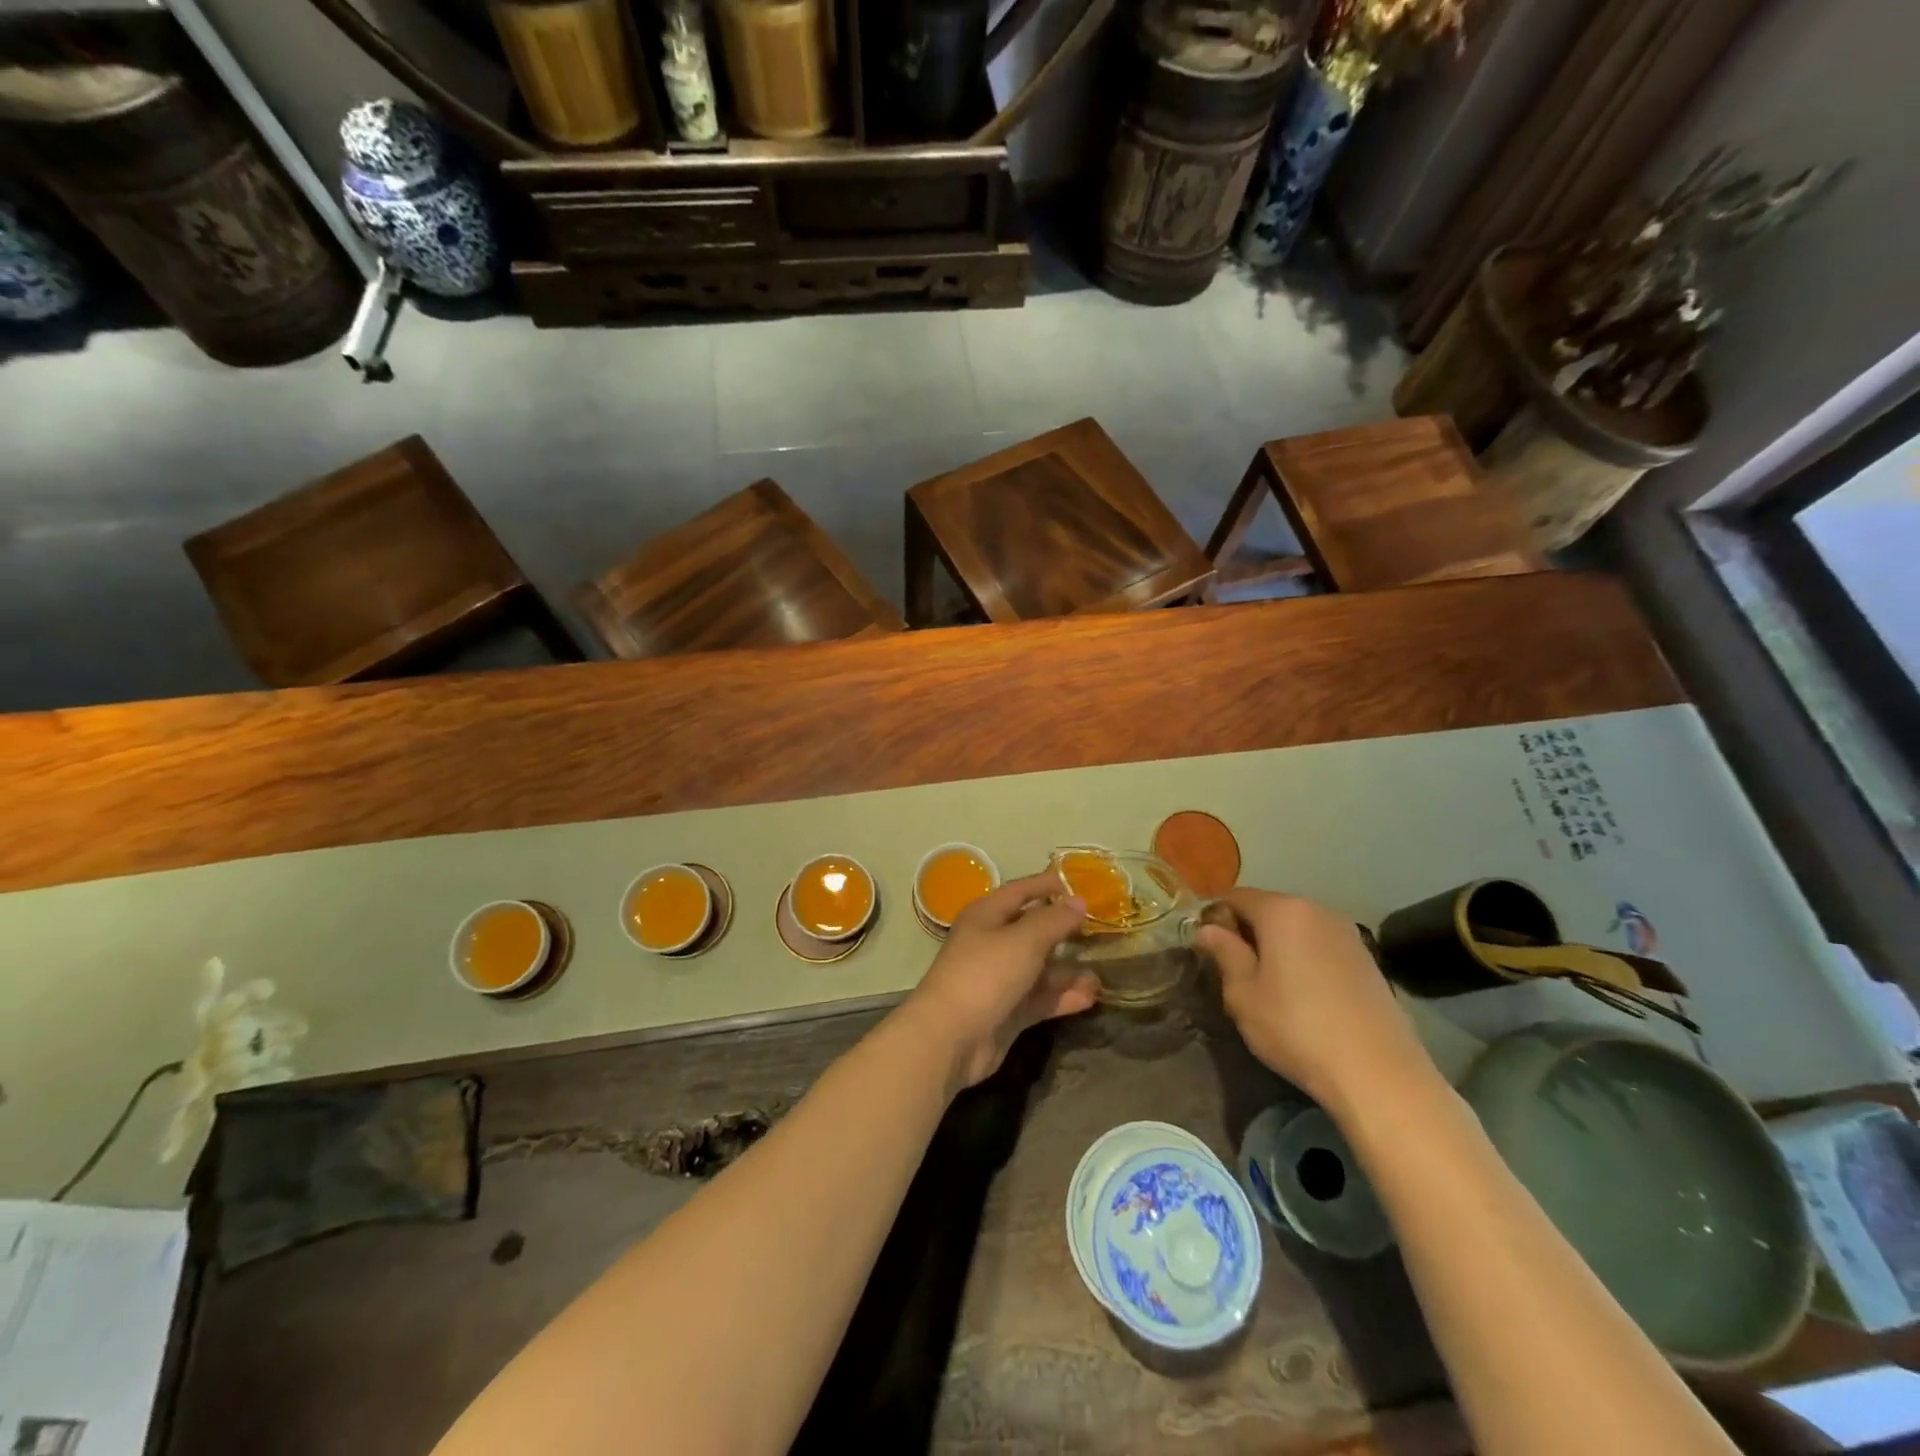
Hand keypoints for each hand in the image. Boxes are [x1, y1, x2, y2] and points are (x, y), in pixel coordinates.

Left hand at [898, 871, 1099, 1090]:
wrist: (951, 1037)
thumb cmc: (985, 974)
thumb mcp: (1024, 940)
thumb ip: (1054, 920)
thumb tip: (1079, 901)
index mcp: (986, 915)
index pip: (1021, 891)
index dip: (1048, 885)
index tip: (1081, 885)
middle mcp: (991, 943)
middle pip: (1032, 930)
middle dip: (1064, 930)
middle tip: (1101, 930)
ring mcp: (999, 979)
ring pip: (1039, 968)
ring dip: (1068, 970)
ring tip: (1101, 971)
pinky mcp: (1007, 1011)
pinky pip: (1040, 998)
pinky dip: (1062, 996)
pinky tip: (1091, 997)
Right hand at [1195, 889, 1430, 1115]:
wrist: (1378, 1074)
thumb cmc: (1297, 1028)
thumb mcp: (1244, 994)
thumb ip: (1224, 953)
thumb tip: (1207, 929)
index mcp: (1282, 911)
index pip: (1235, 897)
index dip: (1215, 918)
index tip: (1208, 950)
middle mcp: (1317, 910)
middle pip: (1269, 909)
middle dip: (1248, 932)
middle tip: (1235, 972)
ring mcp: (1348, 934)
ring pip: (1297, 929)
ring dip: (1278, 947)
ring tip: (1270, 988)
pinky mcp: (1368, 960)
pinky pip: (1322, 947)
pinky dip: (1305, 960)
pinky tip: (1305, 997)